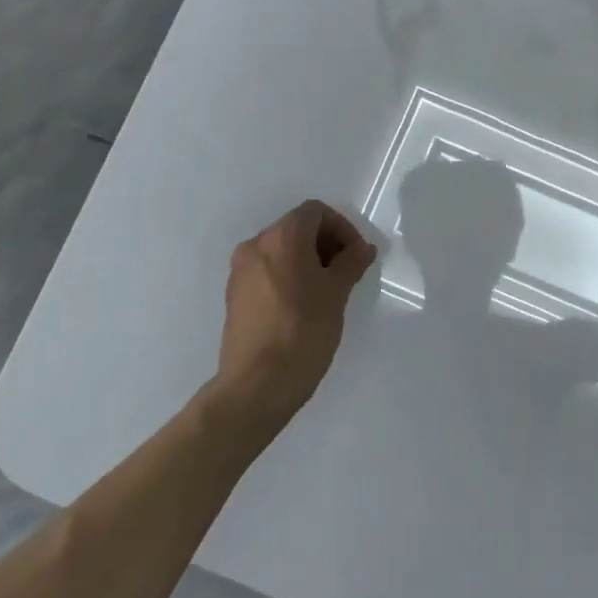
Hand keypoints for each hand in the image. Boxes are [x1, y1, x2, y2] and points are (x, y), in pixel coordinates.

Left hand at [213, 200, 377, 428]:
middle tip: (347, 273)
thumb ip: (352, 263)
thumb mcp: (336, 293)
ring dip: (308, 261)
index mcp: (281, 238)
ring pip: (281, 250)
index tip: (356, 257)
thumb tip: (362, 248)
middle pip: (297, 228)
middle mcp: (255, 246)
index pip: (315, 212)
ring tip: (328, 292)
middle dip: (326, 244)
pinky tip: (304, 306)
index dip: (342, 228)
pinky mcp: (235, 295)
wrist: (257, 384)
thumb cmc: (303, 331)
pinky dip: (289, 276)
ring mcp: (240, 271)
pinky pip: (268, 271)